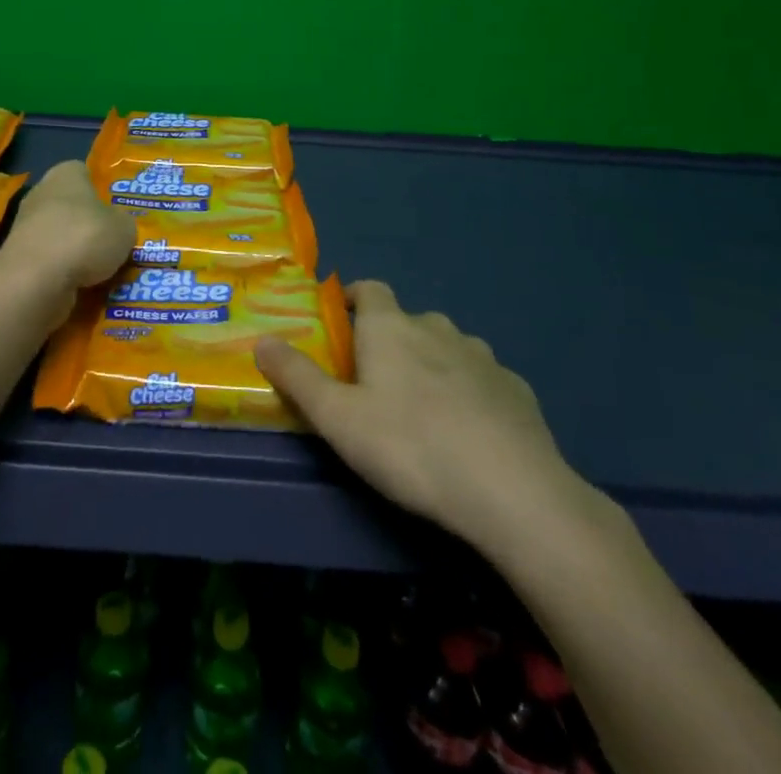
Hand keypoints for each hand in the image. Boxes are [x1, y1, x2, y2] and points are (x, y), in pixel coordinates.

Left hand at [0, 160, 134, 308]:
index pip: (84, 173)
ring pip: (58, 235)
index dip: (101, 190)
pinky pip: (48, 261)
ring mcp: (25, 226)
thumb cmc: (84, 237)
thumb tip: (117, 226)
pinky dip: (62, 271)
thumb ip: (122, 222)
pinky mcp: (17, 257)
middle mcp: (41, 193)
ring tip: (100, 271)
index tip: (115, 210)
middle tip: (111, 242)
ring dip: (75, 251)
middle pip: (70, 205)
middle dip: (87, 223)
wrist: (36, 279)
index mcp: (65, 174)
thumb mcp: (124, 228)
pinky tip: (79, 285)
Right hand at [255, 280, 597, 558]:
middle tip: (375, 385)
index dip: (354, 299)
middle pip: (407, 321)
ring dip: (431, 366)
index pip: (370, 289)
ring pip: (447, 349)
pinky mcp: (518, 391)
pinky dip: (470, 394)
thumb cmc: (410, 447)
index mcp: (391, 327)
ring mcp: (483, 358)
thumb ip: (297, 377)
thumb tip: (261, 339)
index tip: (342, 325)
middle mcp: (437, 328)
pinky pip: (483, 380)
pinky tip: (469, 434)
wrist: (514, 493)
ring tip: (422, 412)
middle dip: (390, 342)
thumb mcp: (337, 419)